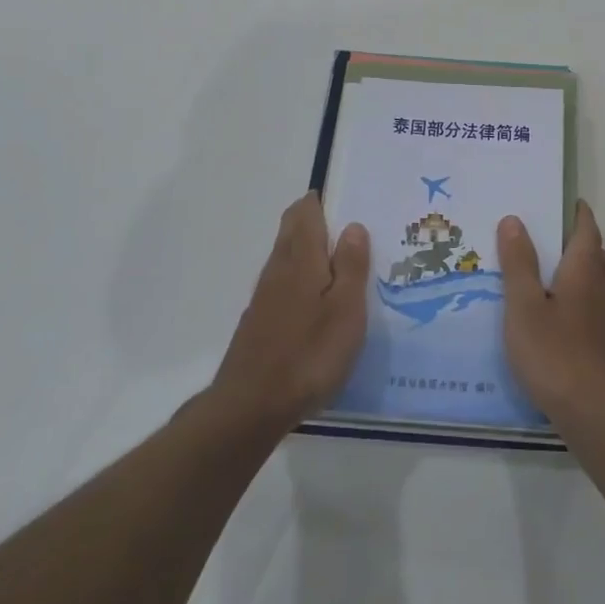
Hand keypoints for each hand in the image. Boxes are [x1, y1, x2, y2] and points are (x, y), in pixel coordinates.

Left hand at [209, 193, 368, 433]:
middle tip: (348, 224)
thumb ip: (351, 265)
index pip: (306, 213)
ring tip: (339, 258)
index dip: (321, 200)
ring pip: (286, 256)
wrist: (251, 406)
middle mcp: (279, 269)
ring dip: (308, 247)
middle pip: (292, 230)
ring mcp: (265, 296)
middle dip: (314, 219)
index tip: (345, 197)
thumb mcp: (346, 309)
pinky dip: (301, 275)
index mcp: (302, 259)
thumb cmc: (309, 353)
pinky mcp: (260, 321)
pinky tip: (317, 298)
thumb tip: (353, 225)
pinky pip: (283, 282)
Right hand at [497, 201, 604, 422]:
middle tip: (571, 244)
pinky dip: (603, 313)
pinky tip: (589, 327)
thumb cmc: (554, 353)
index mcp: (584, 275)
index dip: (581, 217)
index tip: (575, 204)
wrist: (595, 413)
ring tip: (582, 281)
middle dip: (591, 247)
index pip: (588, 234)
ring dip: (603, 276)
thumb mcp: (523, 305)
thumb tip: (515, 219)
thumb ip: (519, 263)